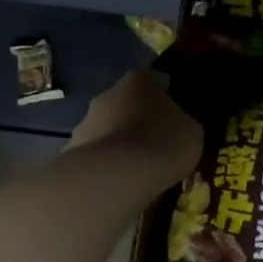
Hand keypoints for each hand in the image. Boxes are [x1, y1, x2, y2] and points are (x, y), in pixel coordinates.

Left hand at [68, 70, 201, 186]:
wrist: (114, 178)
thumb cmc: (161, 143)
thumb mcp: (191, 132)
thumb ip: (183, 123)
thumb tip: (179, 124)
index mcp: (140, 80)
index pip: (155, 80)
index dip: (166, 95)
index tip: (177, 113)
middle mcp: (108, 94)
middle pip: (127, 103)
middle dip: (139, 118)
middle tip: (157, 140)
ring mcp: (85, 123)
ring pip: (108, 128)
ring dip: (120, 142)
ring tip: (138, 166)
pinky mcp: (71, 153)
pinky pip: (97, 155)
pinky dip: (107, 164)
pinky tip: (121, 181)